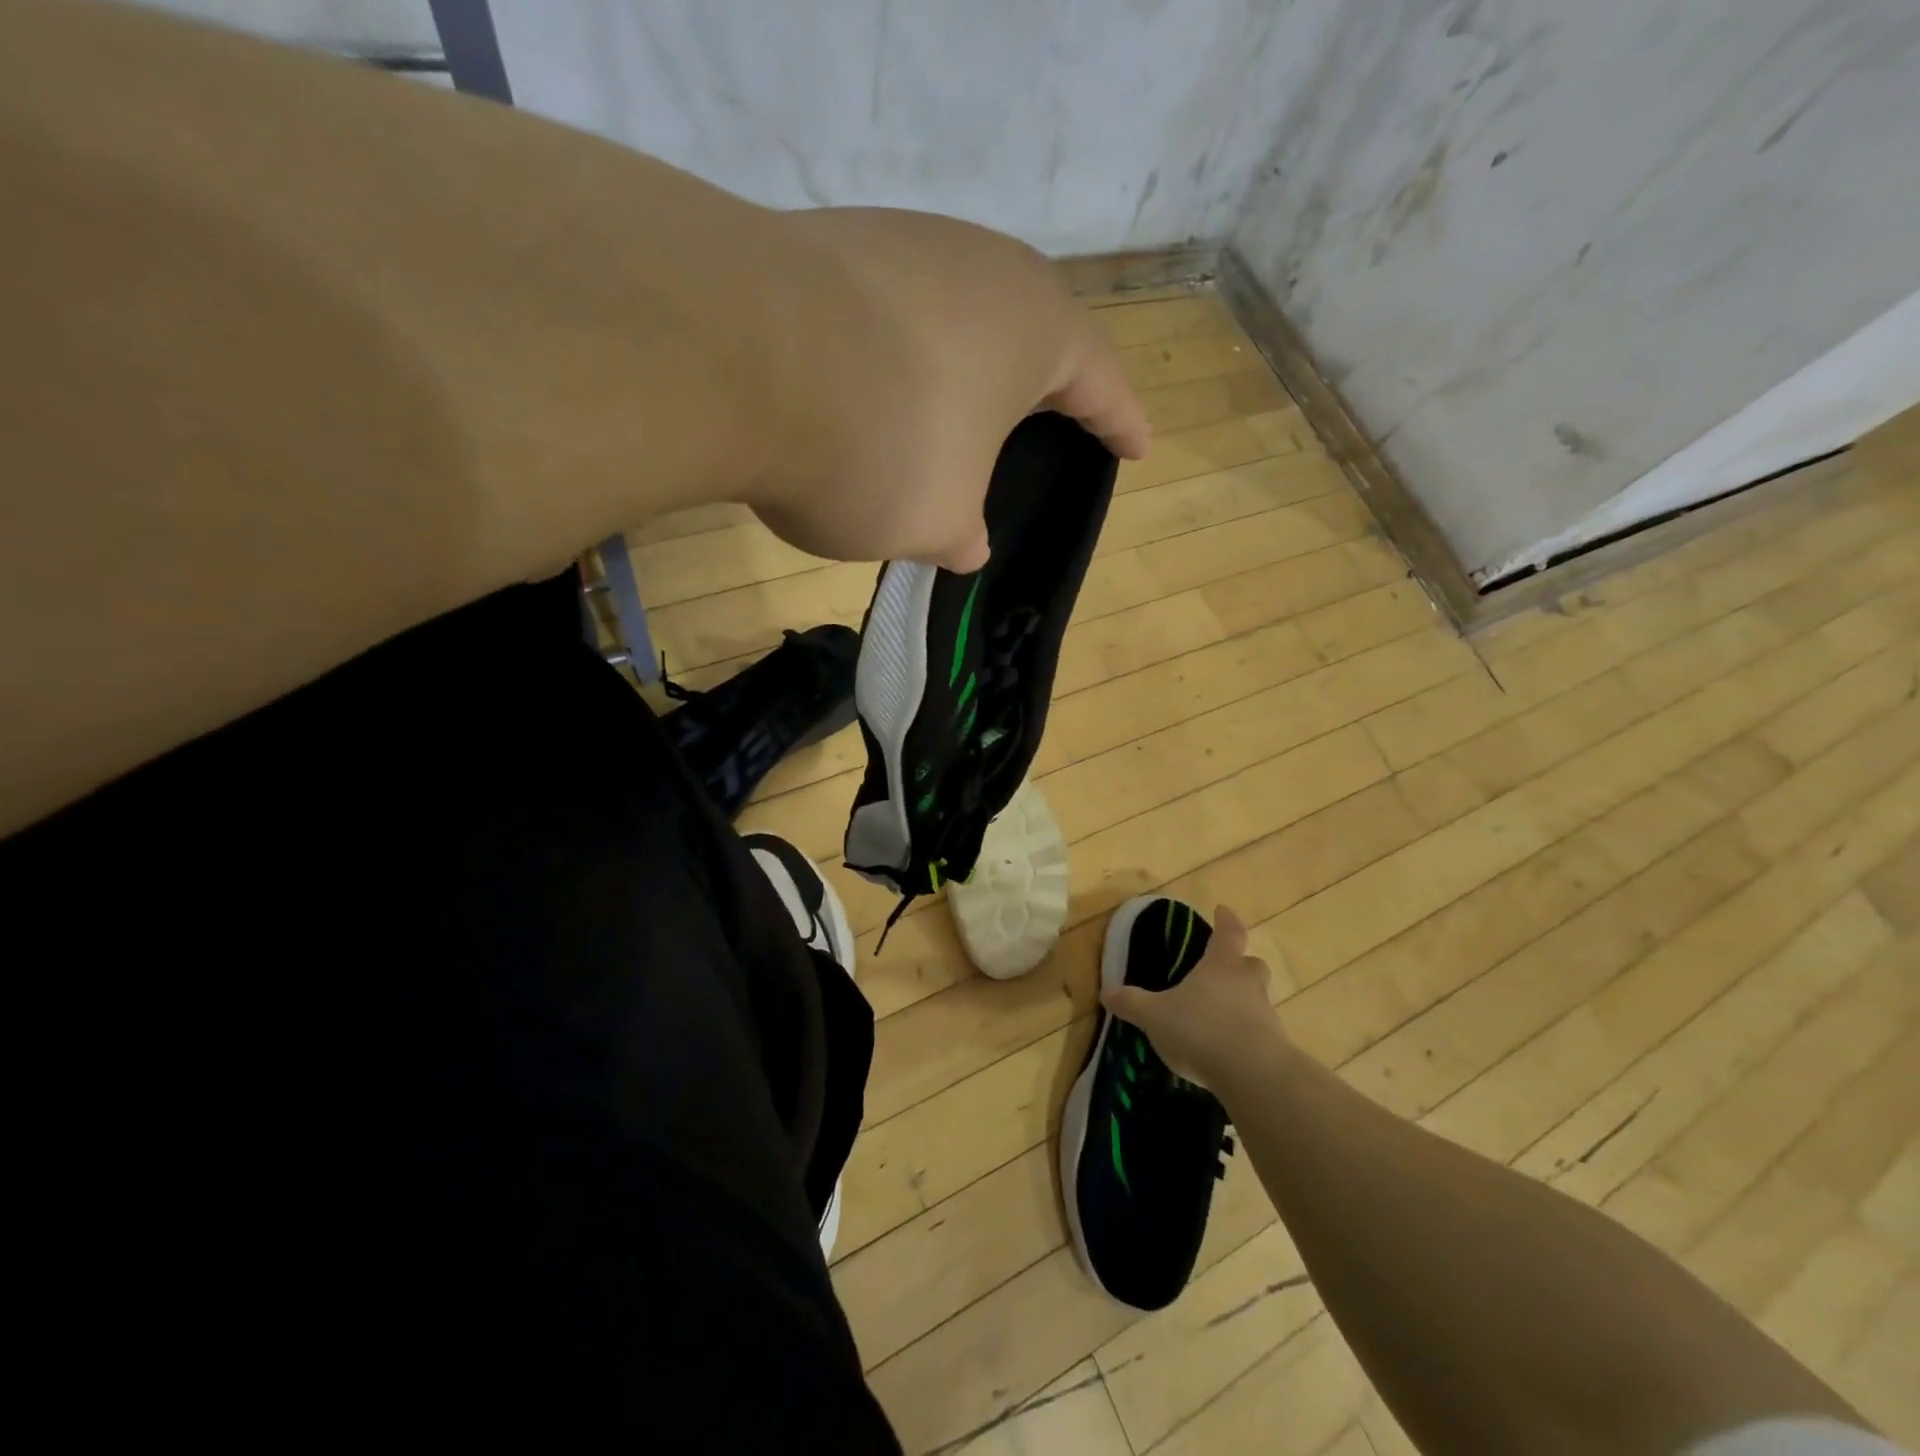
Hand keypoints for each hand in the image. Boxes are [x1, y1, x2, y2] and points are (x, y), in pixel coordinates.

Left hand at [752, 207, 1149, 571]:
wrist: (734, 358)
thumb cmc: (881, 446)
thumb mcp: (936, 519)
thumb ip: (963, 535)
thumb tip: (965, 544)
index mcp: (1036, 325)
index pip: (1100, 382)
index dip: (1120, 424)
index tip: (1137, 448)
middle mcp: (979, 264)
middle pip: (1029, 335)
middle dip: (1038, 389)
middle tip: (1046, 426)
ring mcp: (901, 244)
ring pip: (954, 319)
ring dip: (957, 373)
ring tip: (947, 420)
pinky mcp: (830, 246)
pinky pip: (888, 316)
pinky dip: (893, 361)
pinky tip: (869, 392)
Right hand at [1100, 906, 1288, 1091]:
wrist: (1253, 1076)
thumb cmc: (1200, 1030)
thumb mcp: (1154, 1016)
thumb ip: (1131, 1003)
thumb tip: (1107, 992)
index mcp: (1221, 966)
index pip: (1228, 932)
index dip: (1225, 920)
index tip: (1223, 910)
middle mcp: (1247, 984)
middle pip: (1252, 964)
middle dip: (1241, 964)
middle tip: (1226, 969)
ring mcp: (1266, 1016)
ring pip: (1258, 999)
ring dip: (1243, 1002)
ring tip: (1220, 1016)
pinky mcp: (1275, 1048)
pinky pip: (1260, 1033)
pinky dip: (1246, 1036)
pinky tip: (1227, 1051)